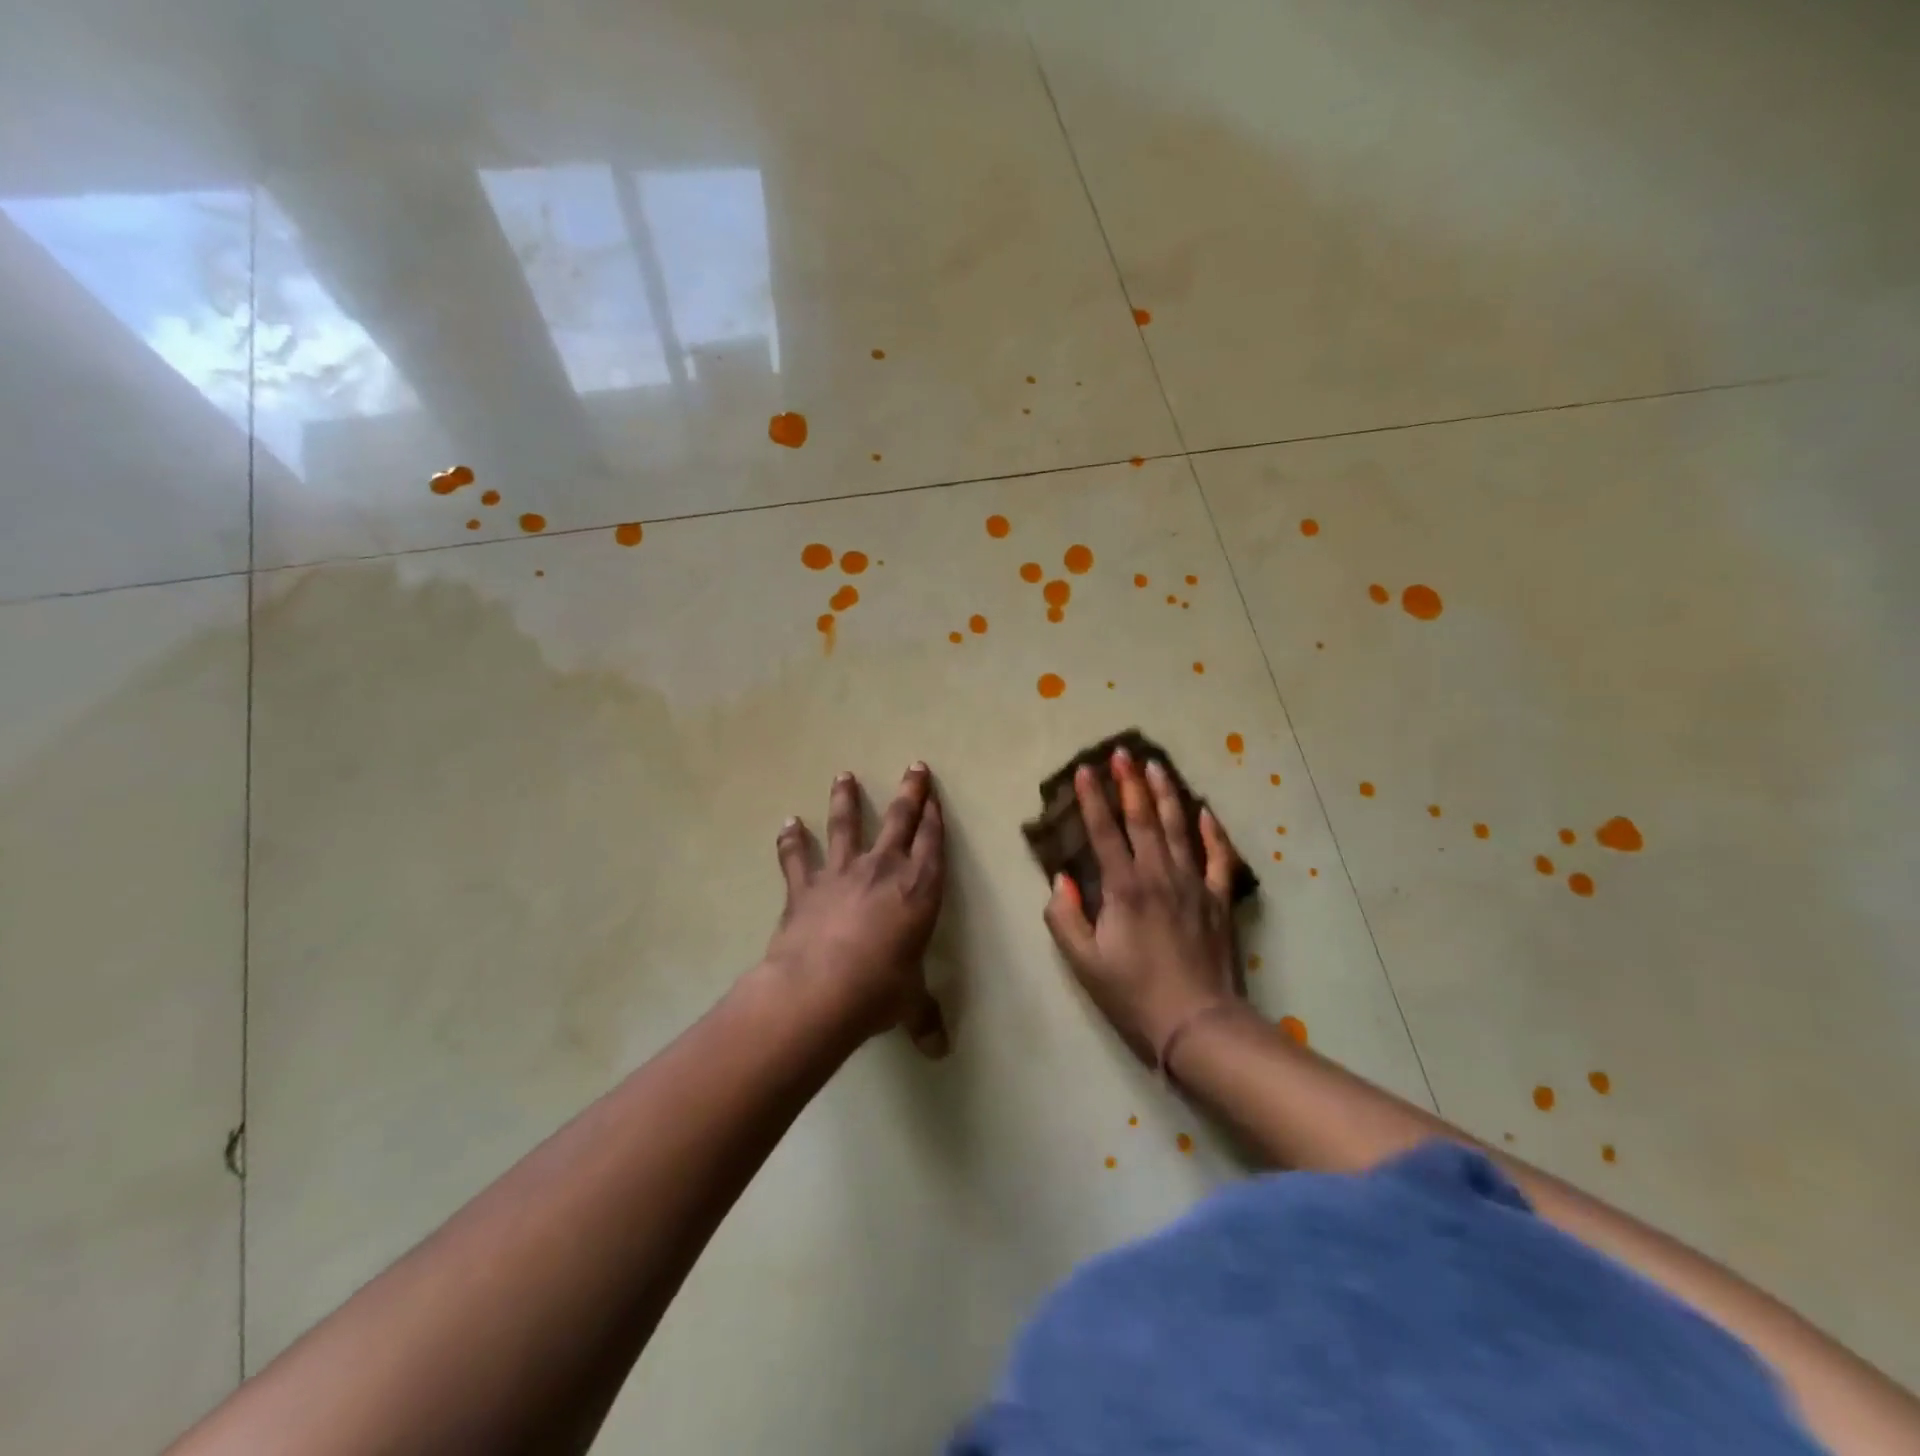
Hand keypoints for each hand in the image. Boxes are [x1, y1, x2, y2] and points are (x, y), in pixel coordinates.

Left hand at [761, 764, 949, 1056]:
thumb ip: (924, 1018)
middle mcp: (884, 870)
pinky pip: (796, 858)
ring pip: (846, 825)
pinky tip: (787, 823)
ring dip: (846, 799)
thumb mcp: (909, 1003)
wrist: (820, 989)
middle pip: (900, 820)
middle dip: (910, 792)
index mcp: (919, 890)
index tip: (935, 797)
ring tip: (843, 775)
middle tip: (914, 766)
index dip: (935, 818)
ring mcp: (842, 873)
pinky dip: (791, 840)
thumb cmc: (880, 989)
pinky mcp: (805, 887)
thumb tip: (938, 1050)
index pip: (933, 844)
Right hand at [1043, 746, 1244, 1066]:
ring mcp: (1193, 884)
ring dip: (1166, 794)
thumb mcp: (1084, 962)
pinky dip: (1212, 832)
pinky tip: (1205, 811)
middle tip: (1122, 752)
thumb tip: (1060, 880)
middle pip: (1143, 819)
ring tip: (1157, 765)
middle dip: (1129, 783)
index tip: (1082, 771)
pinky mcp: (1218, 899)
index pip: (1104, 832)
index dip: (1091, 800)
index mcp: (1124, 888)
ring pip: (1179, 828)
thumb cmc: (1134, 993)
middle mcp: (1158, 875)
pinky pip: (1217, 858)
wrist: (1197, 1022)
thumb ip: (1065, 917)